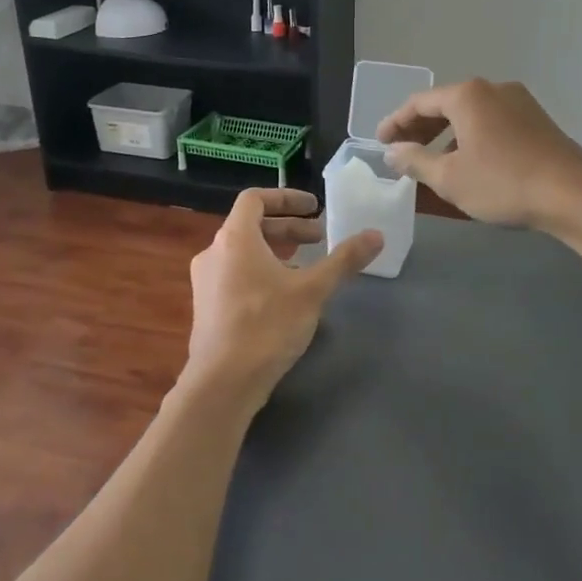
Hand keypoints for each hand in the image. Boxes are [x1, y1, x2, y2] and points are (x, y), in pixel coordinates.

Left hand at [181, 189, 381, 417]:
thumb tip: (376, 235)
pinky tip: (283, 298)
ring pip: (243, 253)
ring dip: (276, 252)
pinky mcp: (206, 307)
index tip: (314, 207)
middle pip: (251, 226)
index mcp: (234, 238)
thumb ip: (344, 260)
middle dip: (288, 229)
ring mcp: (205, 281)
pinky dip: (260, 272)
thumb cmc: (266, 326)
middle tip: (319, 238)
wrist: (222, 383)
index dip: (286, 198)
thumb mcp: (312, 291)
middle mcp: (213, 253)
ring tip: (306, 268)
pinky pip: (235, 275)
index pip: (255, 199)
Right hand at [377, 78, 581, 229]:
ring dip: (446, 135)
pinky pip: (492, 123)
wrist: (573, 194)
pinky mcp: (536, 121)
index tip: (379, 142)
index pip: (419, 102)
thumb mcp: (449, 177)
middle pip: (445, 105)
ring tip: (433, 162)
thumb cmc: (503, 182)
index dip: (395, 122)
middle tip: (401, 152)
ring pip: (470, 114)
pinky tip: (469, 162)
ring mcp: (519, 103)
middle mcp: (493, 89)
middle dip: (420, 129)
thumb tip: (392, 152)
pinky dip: (471, 137)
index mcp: (467, 95)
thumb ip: (415, 161)